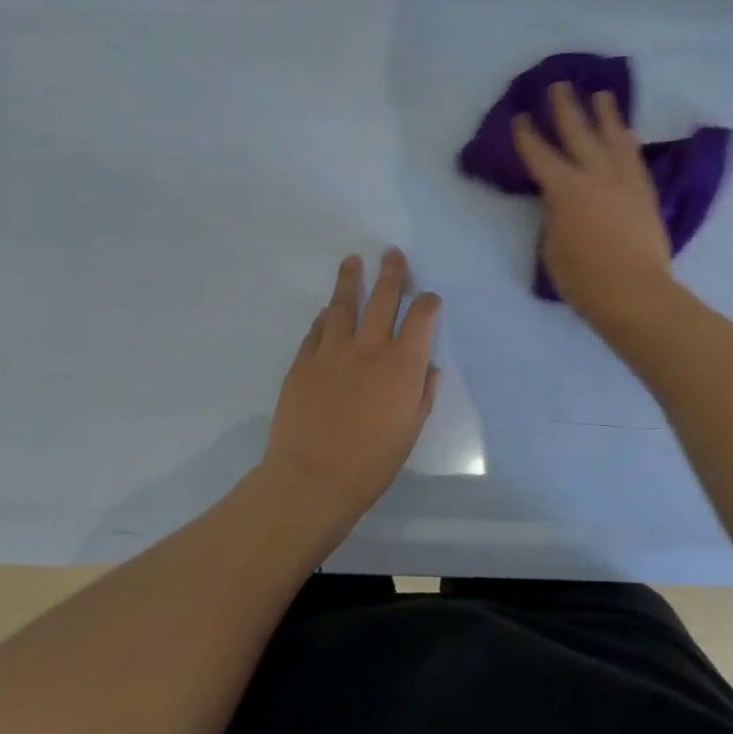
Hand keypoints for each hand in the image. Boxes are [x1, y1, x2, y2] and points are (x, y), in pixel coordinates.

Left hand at [260, 250, 440, 523]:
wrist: (312, 479)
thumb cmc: (372, 461)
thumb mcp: (410, 430)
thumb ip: (422, 393)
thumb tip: (429, 368)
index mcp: (403, 364)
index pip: (422, 317)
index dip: (428, 302)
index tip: (429, 299)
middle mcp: (370, 348)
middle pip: (384, 297)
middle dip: (392, 273)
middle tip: (392, 254)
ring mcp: (333, 351)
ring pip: (343, 304)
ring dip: (351, 280)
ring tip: (353, 261)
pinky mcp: (303, 362)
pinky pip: (317, 330)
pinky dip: (325, 317)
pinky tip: (327, 310)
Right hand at [512, 83, 675, 326]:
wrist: (636, 292)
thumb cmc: (584, 278)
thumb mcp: (552, 246)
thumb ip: (555, 216)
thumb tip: (561, 203)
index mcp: (564, 189)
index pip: (540, 155)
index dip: (527, 135)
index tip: (521, 116)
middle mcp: (595, 175)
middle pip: (578, 133)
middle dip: (566, 107)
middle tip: (559, 85)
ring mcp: (624, 181)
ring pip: (614, 137)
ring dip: (606, 114)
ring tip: (602, 94)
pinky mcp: (645, 193)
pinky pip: (635, 158)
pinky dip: (628, 142)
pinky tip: (627, 133)